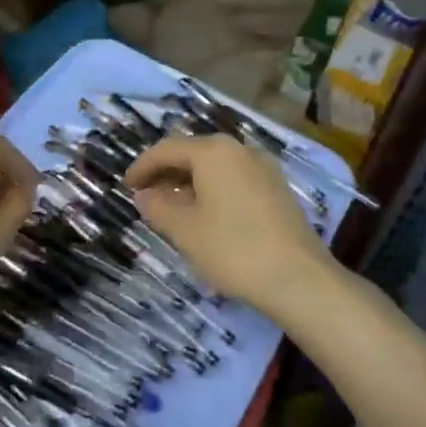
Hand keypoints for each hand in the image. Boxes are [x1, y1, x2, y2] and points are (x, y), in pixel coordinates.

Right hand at [125, 133, 332, 310]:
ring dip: (190, 183)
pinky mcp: (277, 189)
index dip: (143, 166)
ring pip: (216, 167)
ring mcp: (264, 168)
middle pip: (194, 153)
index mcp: (214, 152)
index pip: (168, 149)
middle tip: (145, 196)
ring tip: (171, 209)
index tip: (126, 186)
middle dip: (166, 173)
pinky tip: (205, 215)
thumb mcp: (185, 230)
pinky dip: (213, 190)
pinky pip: (235, 180)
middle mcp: (240, 150)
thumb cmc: (233, 249)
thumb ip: (159, 207)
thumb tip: (144, 195)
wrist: (298, 278)